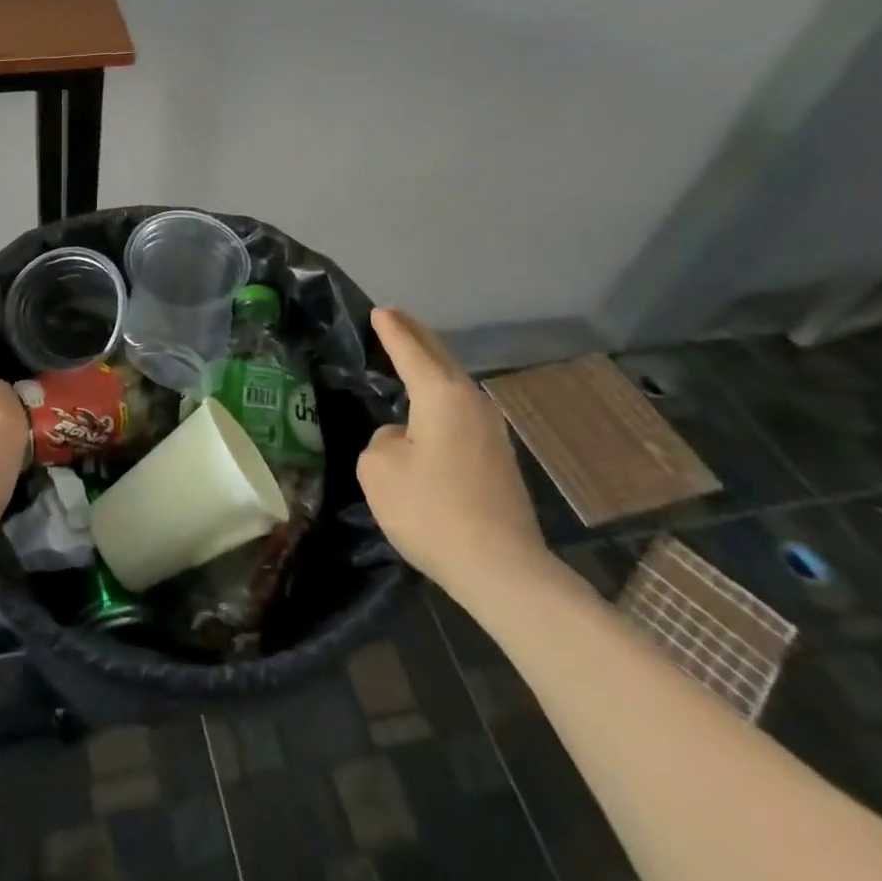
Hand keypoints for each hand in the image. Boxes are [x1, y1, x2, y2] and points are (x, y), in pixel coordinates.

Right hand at [356, 307, 549, 596]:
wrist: (502, 570)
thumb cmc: (432, 510)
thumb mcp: (379, 470)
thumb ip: (382, 441)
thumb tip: (403, 440)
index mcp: (441, 395)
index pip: (410, 350)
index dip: (391, 329)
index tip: (379, 310)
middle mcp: (471, 403)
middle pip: (441, 358)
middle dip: (417, 336)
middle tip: (395, 319)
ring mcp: (492, 431)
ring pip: (455, 383)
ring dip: (432, 366)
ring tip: (411, 356)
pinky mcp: (499, 459)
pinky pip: (462, 410)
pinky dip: (442, 395)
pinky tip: (431, 408)